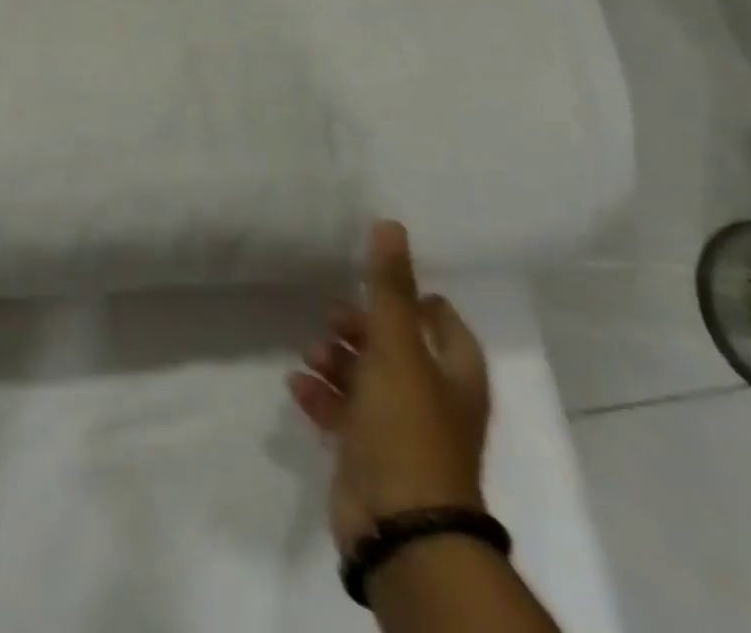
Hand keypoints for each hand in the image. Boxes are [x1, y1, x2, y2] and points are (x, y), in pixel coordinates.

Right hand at [288, 221, 490, 557]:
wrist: (399, 525)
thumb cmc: (407, 427)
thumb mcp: (396, 347)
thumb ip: (389, 287)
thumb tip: (391, 224)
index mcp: (453, 374)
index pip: (441, 322)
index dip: (414, 300)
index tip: (375, 282)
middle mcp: (431, 399)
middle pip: (394, 346)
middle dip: (359, 328)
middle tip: (332, 318)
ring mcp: (399, 429)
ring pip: (363, 377)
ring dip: (334, 360)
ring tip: (311, 354)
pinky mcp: (368, 453)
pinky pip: (340, 411)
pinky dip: (320, 395)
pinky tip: (298, 386)